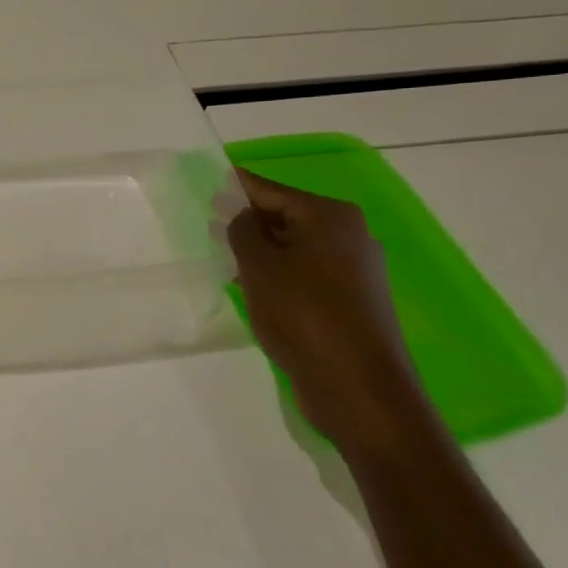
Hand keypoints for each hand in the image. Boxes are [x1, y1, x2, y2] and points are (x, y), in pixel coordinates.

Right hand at [221, 169, 430, 447]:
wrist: (359, 388)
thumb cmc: (304, 316)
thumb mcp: (259, 268)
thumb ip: (242, 231)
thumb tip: (239, 212)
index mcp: (330, 216)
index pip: (271, 189)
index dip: (237, 185)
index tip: (208, 179)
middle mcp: (350, 234)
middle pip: (287, 216)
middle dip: (249, 222)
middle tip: (210, 227)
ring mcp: (356, 269)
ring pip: (296, 247)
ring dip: (263, 252)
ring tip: (226, 261)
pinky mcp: (354, 300)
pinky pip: (308, 273)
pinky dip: (281, 274)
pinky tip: (256, 290)